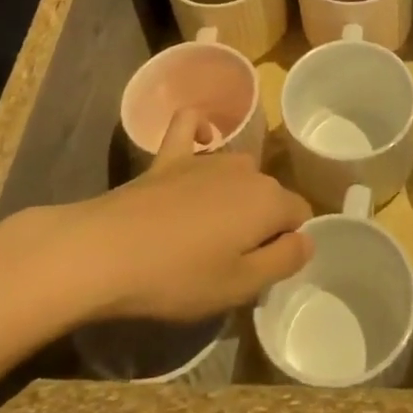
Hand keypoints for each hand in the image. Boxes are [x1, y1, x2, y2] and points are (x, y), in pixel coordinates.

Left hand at [0, 109, 312, 325]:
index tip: (261, 268)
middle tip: (232, 259)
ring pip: (239, 169)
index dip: (287, 242)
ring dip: (235, 193)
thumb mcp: (240, 286)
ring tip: (209, 229)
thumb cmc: (178, 277)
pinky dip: (200, 129)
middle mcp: (246, 169)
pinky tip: (200, 140)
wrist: (106, 252)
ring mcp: (207, 158)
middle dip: (261, 221)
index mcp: (269, 201)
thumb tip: (306, 238)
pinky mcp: (170, 155)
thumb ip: (284, 260)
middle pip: (269, 194)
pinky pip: (192, 125)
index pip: (299, 215)